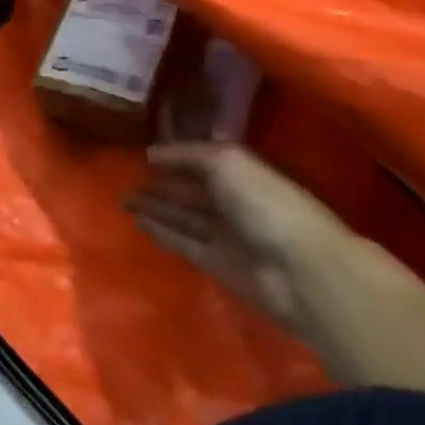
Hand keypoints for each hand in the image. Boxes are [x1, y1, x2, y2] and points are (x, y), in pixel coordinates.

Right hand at [125, 143, 356, 336]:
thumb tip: (152, 154)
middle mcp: (234, 203)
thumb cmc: (266, 204)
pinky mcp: (215, 263)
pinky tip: (138, 223)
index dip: (176, 158)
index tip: (144, 155)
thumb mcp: (227, 162)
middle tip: (125, 180)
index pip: (203, 162)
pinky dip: (160, 232)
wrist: (300, 270)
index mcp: (244, 175)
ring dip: (155, 209)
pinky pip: (182, 242)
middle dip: (161, 185)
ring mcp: (226, 235)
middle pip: (191, 192)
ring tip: (124, 201)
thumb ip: (189, 154)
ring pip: (182, 217)